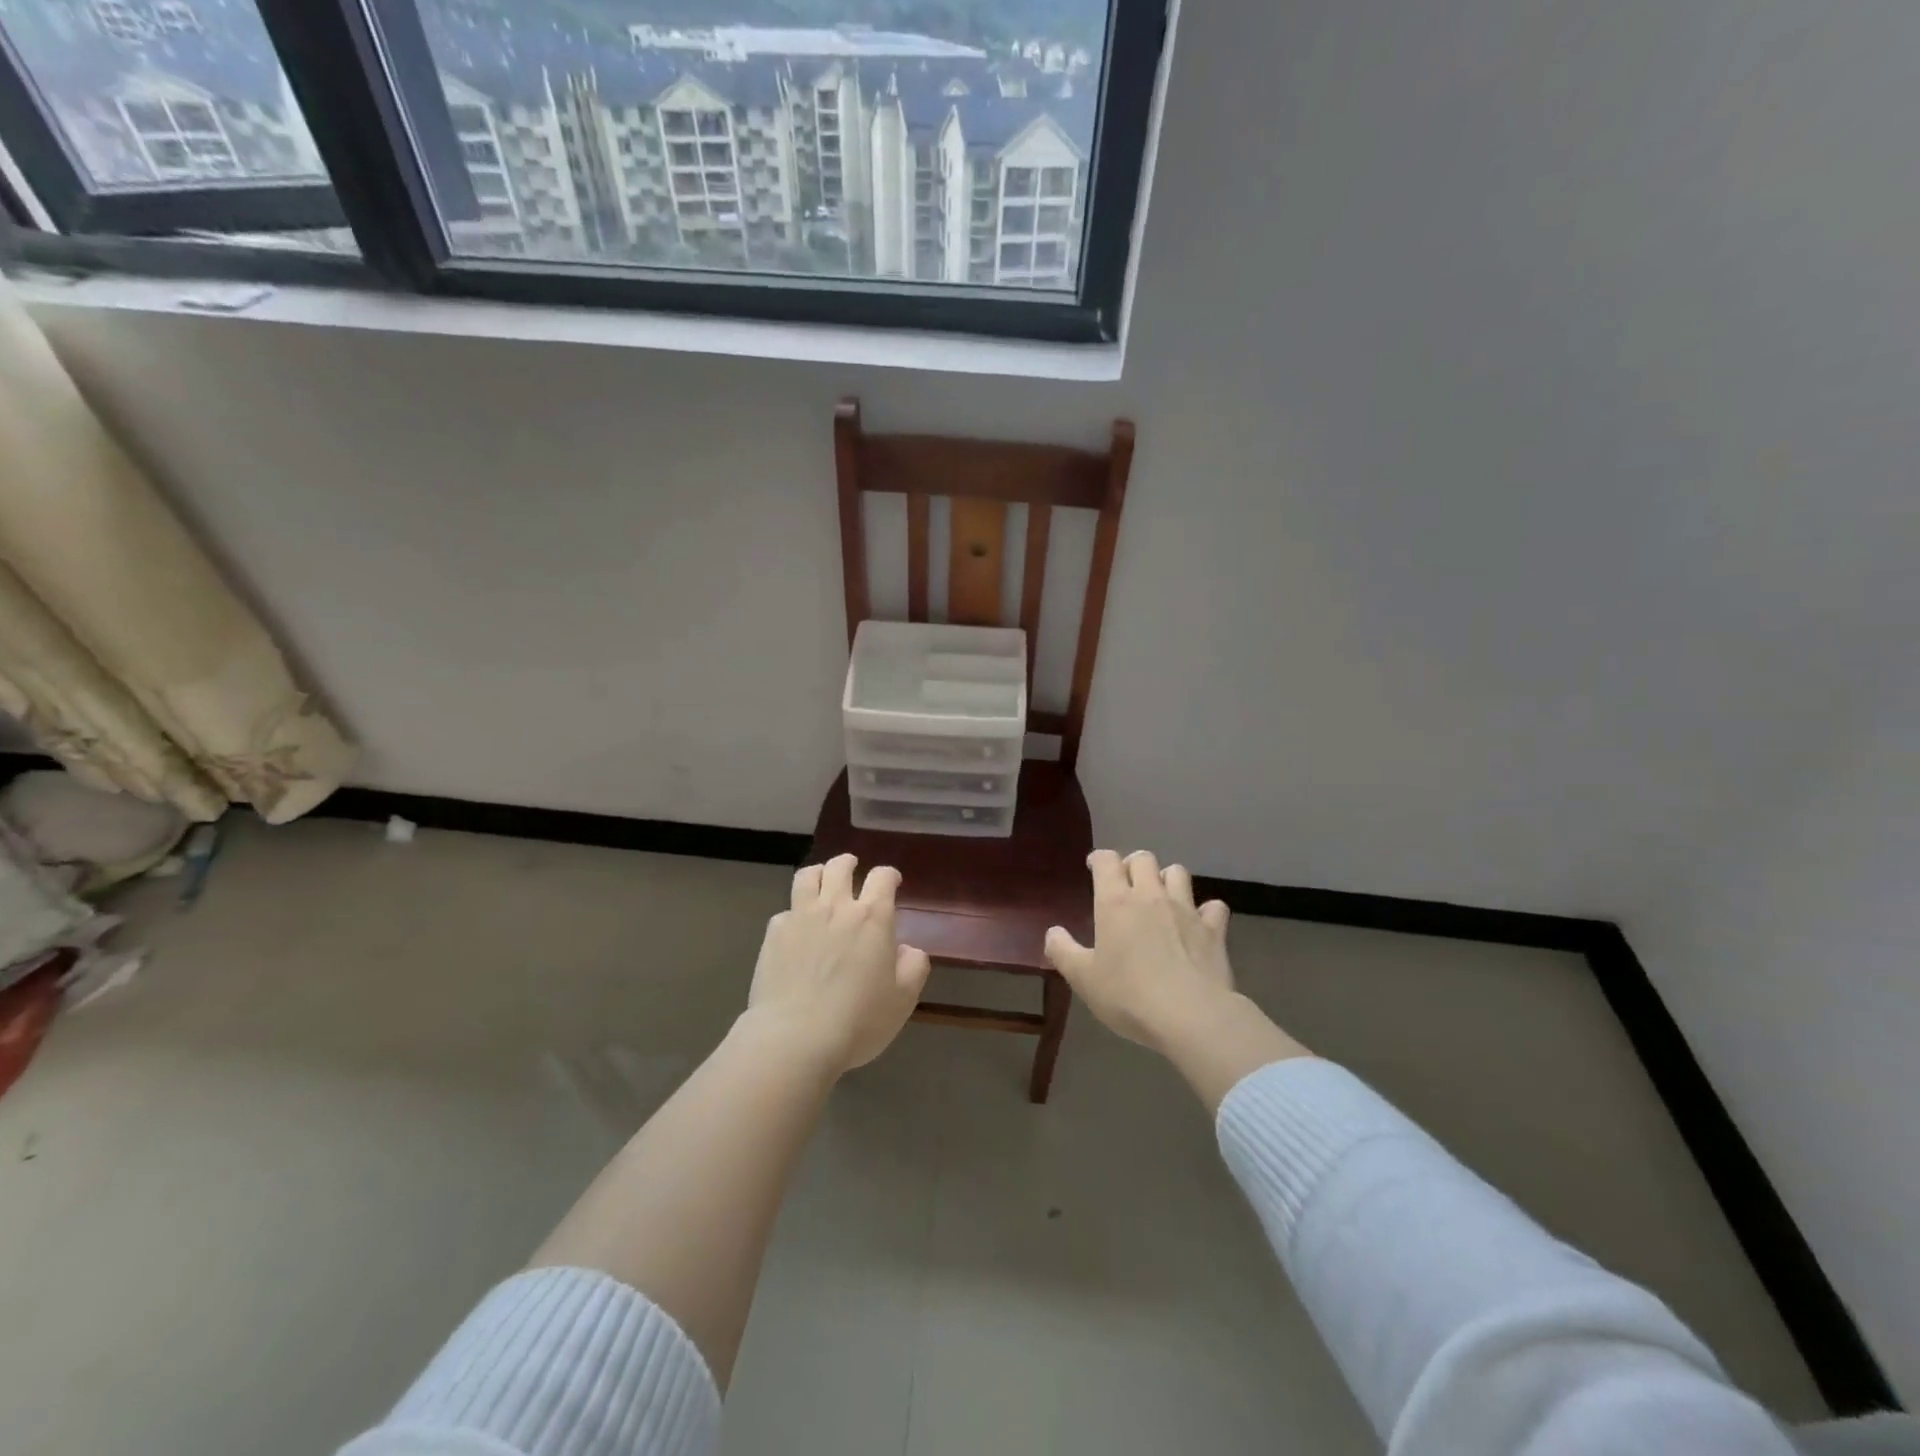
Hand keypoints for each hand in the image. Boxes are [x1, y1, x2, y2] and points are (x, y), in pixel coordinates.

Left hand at [745, 854, 930, 1074]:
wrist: (795, 1038)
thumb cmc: (858, 1021)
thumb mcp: (902, 1000)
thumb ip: (913, 968)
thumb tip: (908, 949)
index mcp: (872, 918)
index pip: (882, 877)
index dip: (889, 875)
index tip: (892, 882)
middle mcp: (836, 907)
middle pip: (840, 867)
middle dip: (848, 863)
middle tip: (852, 869)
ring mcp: (801, 917)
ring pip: (808, 876)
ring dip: (818, 874)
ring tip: (821, 881)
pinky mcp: (774, 934)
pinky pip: (785, 911)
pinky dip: (793, 913)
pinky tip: (795, 929)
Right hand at [1044, 849, 1234, 1053]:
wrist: (1190, 1015)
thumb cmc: (1128, 995)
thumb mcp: (1083, 979)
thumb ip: (1063, 951)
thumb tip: (1053, 932)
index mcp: (1115, 902)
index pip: (1107, 860)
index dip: (1099, 859)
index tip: (1094, 868)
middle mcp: (1150, 896)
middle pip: (1144, 858)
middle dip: (1133, 864)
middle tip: (1127, 884)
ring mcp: (1185, 909)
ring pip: (1179, 873)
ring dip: (1167, 879)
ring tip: (1161, 897)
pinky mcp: (1213, 929)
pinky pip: (1213, 907)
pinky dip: (1206, 910)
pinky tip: (1199, 923)